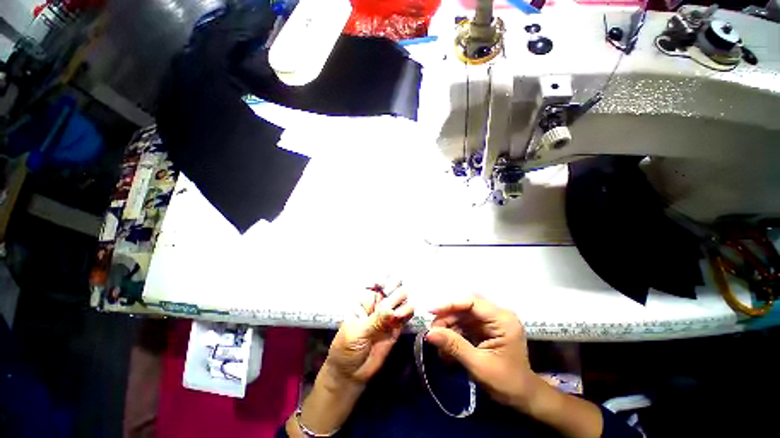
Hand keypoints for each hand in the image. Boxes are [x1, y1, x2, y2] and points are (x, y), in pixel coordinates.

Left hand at [326, 289, 413, 384]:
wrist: (351, 373)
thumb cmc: (346, 347)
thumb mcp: (357, 332)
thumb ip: (375, 321)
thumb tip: (391, 309)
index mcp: (365, 300)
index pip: (377, 283)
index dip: (383, 280)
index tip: (382, 285)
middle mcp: (379, 303)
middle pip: (394, 287)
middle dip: (395, 291)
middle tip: (389, 305)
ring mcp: (389, 314)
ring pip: (403, 299)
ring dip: (403, 303)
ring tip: (395, 316)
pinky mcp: (397, 326)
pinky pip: (407, 314)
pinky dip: (408, 313)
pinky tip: (400, 319)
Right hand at [425, 296, 603, 437]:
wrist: (523, 397)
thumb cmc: (507, 383)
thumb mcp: (479, 366)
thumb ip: (454, 346)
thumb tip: (429, 334)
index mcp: (503, 320)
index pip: (472, 302)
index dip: (450, 304)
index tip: (431, 311)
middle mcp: (497, 315)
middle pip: (466, 306)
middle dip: (447, 316)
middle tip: (432, 330)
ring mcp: (491, 321)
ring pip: (462, 314)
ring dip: (448, 325)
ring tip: (437, 340)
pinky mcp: (485, 328)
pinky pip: (464, 323)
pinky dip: (453, 332)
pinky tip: (446, 344)